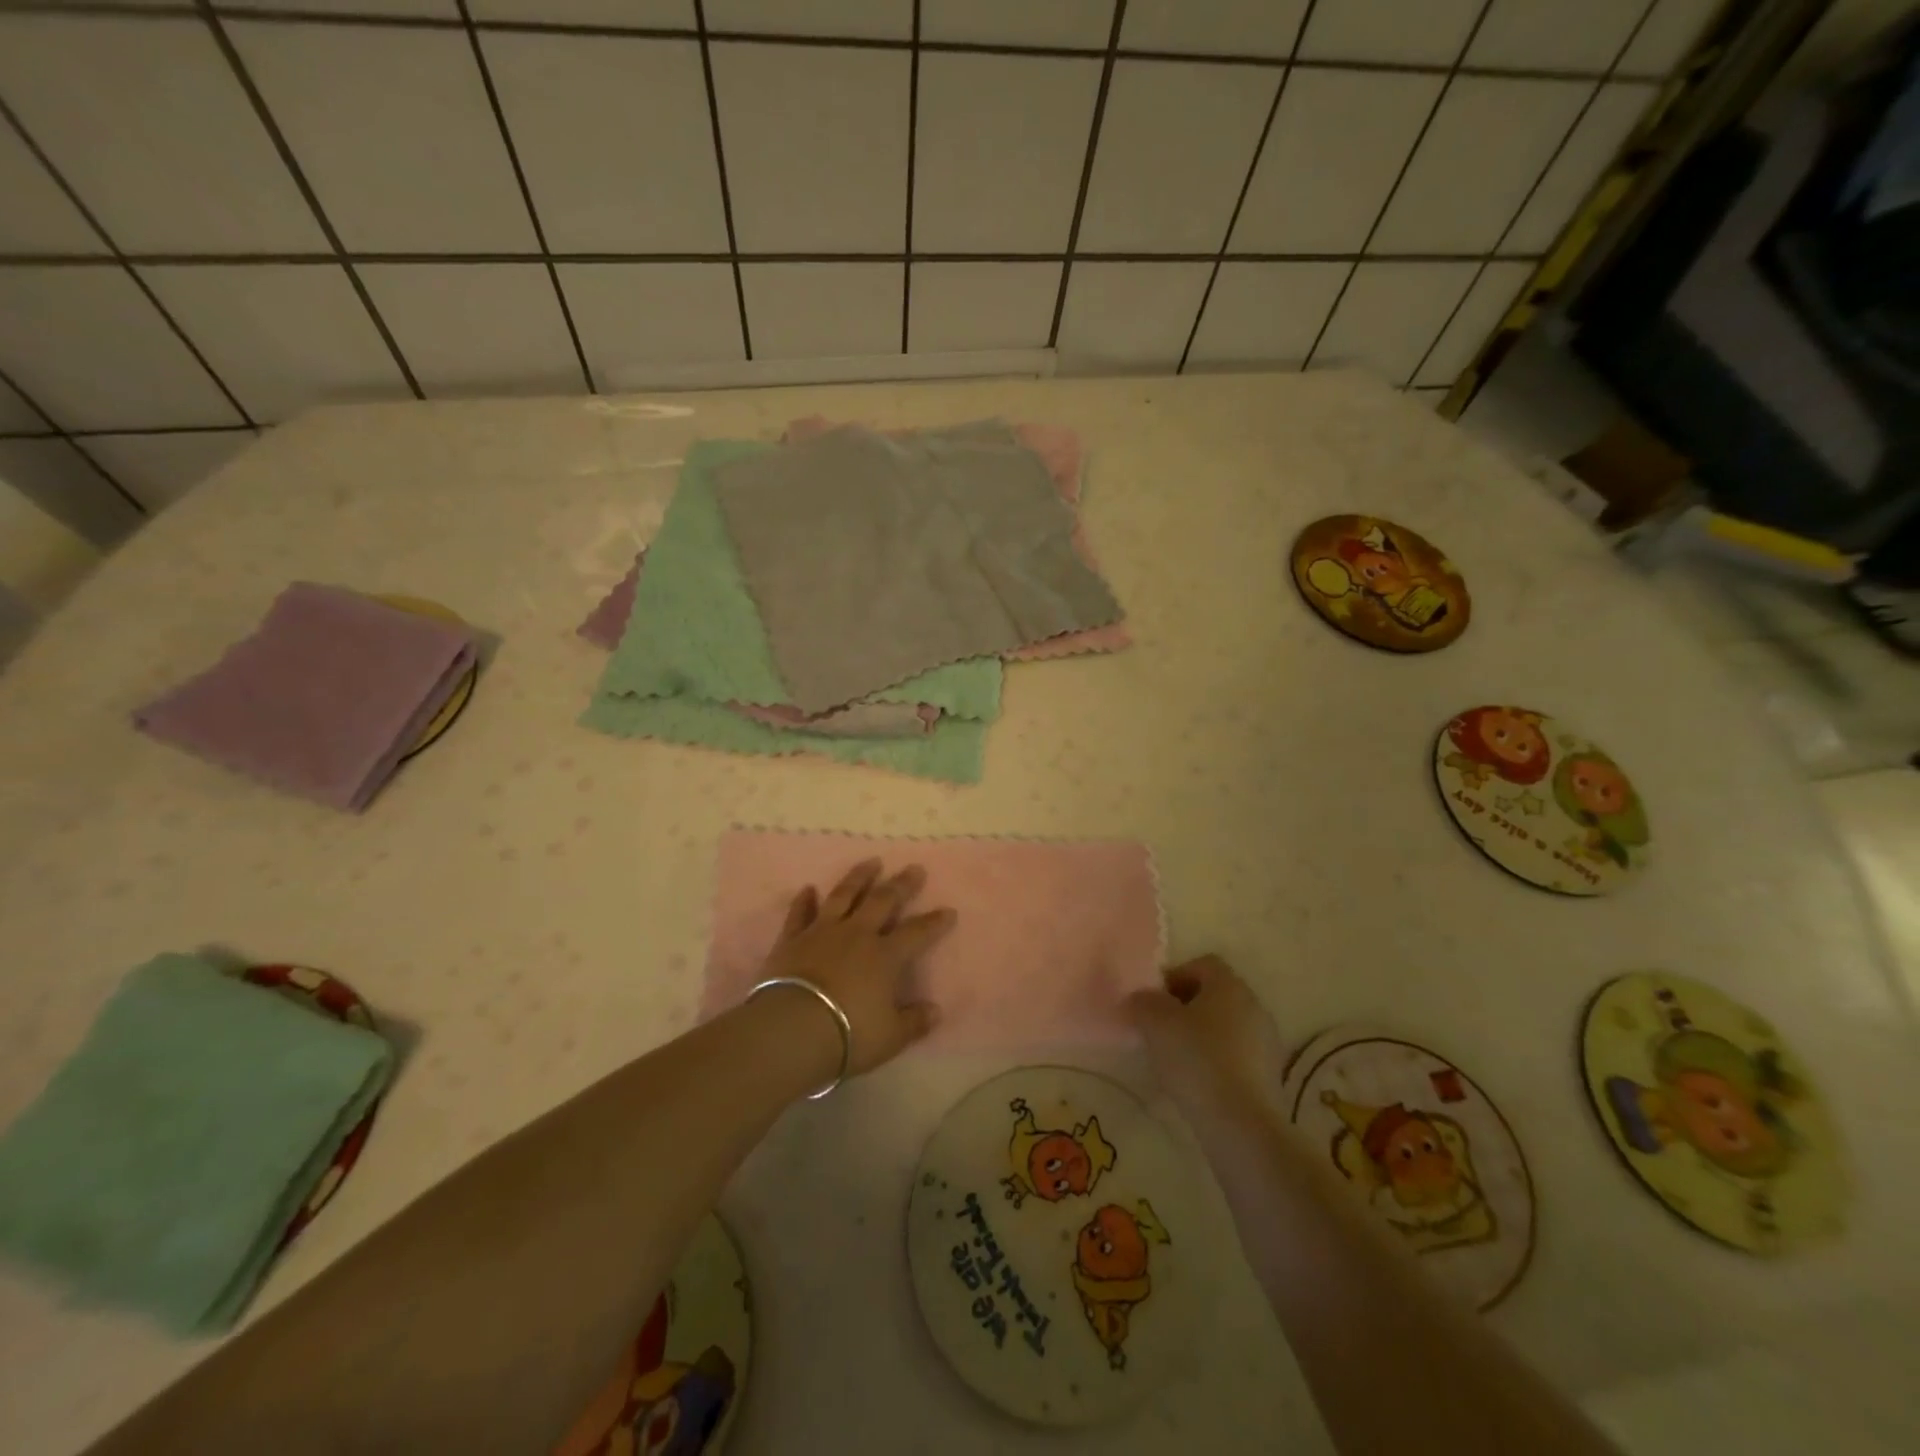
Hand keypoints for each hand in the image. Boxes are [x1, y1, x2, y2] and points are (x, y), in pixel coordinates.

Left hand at [758, 859, 955, 1077]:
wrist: (791, 1029)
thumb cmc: (848, 1035)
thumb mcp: (891, 1037)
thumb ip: (914, 1022)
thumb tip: (936, 1011)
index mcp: (885, 956)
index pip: (917, 933)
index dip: (934, 922)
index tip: (948, 910)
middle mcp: (856, 935)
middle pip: (882, 901)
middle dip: (901, 885)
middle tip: (914, 868)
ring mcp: (821, 932)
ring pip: (843, 896)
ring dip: (859, 877)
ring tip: (871, 862)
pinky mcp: (791, 940)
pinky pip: (799, 914)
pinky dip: (803, 901)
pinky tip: (808, 889)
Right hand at [1127, 955, 1287, 1117]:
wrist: (1240, 1123)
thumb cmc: (1196, 1059)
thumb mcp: (1155, 1022)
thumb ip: (1144, 1002)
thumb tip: (1143, 999)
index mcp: (1230, 985)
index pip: (1202, 964)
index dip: (1175, 976)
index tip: (1155, 1002)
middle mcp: (1254, 1005)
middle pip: (1215, 995)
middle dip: (1187, 1007)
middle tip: (1161, 1029)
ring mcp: (1267, 1041)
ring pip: (1227, 1026)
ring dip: (1203, 1035)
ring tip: (1177, 1059)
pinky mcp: (1271, 1075)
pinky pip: (1238, 1054)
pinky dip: (1218, 1060)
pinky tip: (1199, 1082)